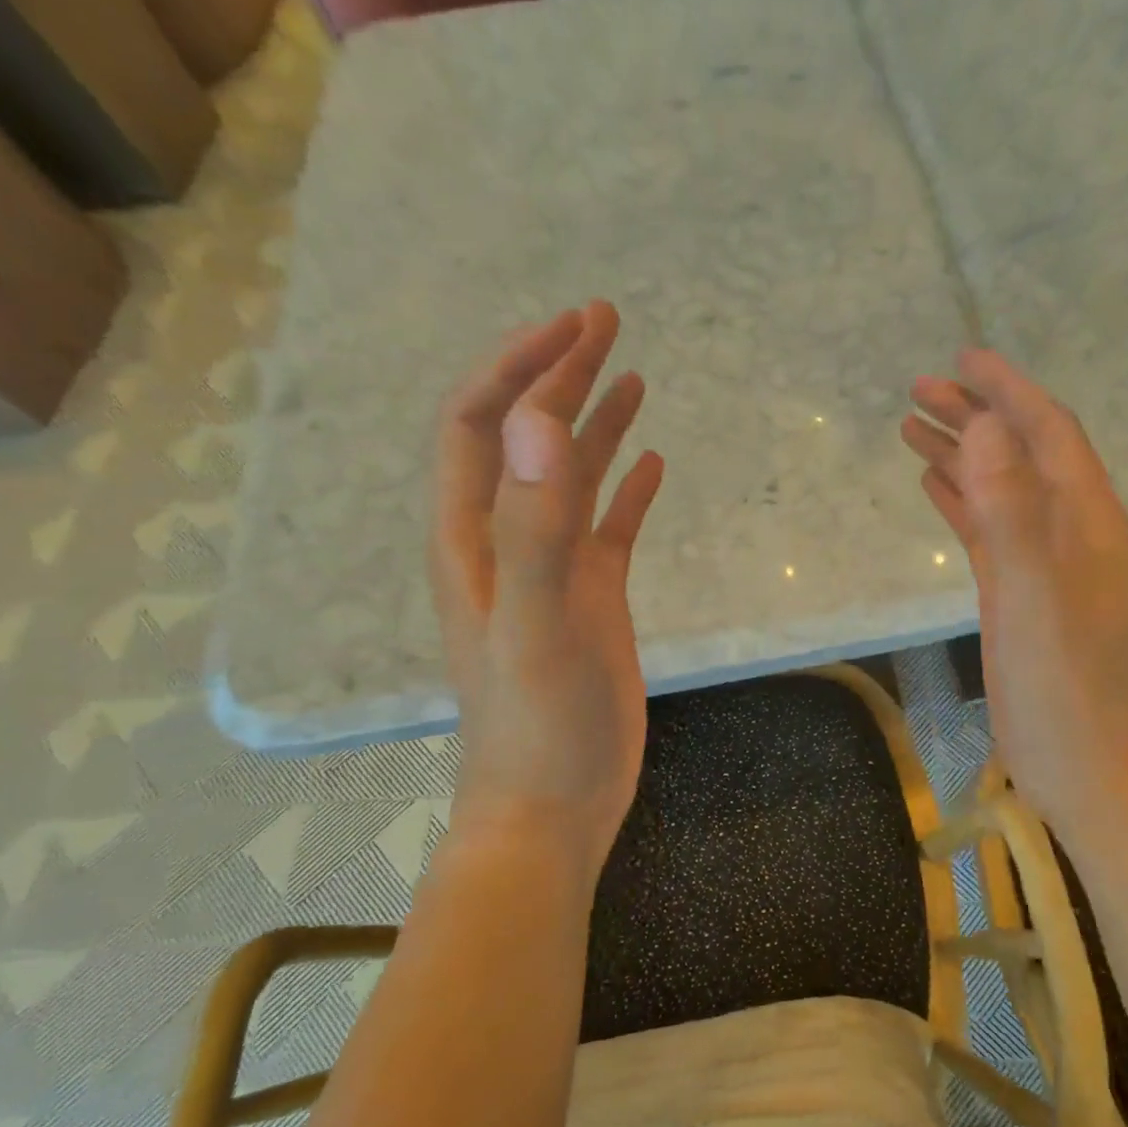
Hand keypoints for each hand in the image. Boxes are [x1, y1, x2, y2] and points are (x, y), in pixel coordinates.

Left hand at [429, 301, 663, 881]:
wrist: (554, 806)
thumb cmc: (540, 726)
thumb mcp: (538, 626)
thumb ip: (533, 527)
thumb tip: (540, 419)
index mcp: (475, 536)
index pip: (484, 424)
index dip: (520, 368)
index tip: (574, 327)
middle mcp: (508, 541)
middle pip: (527, 437)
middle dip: (559, 373)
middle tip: (604, 320)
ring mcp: (553, 571)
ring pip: (570, 478)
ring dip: (594, 422)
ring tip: (632, 375)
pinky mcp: (592, 599)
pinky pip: (608, 528)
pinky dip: (626, 489)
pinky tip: (652, 464)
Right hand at [902, 350, 1127, 834]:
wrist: (1079, 760)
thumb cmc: (1058, 682)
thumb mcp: (1031, 592)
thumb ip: (1011, 507)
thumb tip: (987, 424)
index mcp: (1088, 517)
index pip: (1048, 431)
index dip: (1008, 390)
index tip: (962, 357)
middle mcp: (1073, 528)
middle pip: (1022, 452)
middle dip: (976, 414)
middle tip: (919, 388)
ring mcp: (1046, 561)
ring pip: (1002, 488)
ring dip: (963, 453)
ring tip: (912, 425)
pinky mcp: (1022, 590)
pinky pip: (991, 528)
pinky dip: (963, 499)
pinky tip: (933, 484)